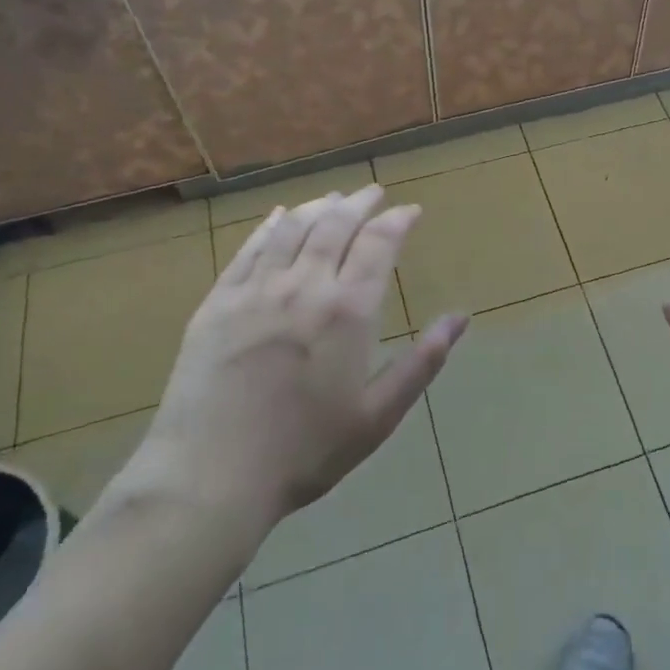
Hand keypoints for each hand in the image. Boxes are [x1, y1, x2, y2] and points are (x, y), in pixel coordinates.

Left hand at [120, 186, 466, 530]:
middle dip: (359, 203)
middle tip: (373, 192)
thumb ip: (422, 362)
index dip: (397, 220)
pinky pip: (249, 250)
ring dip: (317, 207)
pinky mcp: (217, 303)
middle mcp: (304, 286)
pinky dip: (270, 226)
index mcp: (348, 311)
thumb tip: (461, 318)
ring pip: (292, 229)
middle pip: (335, 225)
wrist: (209, 477)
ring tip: (333, 197)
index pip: (378, 243)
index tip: (410, 210)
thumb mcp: (377, 416)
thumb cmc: (304, 452)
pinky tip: (279, 217)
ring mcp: (255, 291)